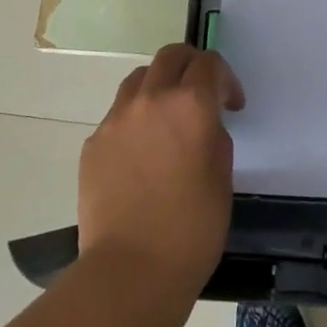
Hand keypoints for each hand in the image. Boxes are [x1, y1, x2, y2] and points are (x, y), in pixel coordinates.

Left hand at [78, 44, 242, 302]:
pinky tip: (142, 153)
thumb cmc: (192, 227)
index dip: (226, 79)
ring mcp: (116, 119)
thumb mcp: (222, 175)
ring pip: (140, 79)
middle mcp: (151, 99)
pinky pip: (118, 114)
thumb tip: (202, 123)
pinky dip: (135, 118)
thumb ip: (213, 134)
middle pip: (171, 56)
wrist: (131, 270)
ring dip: (160, 86)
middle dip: (191, 66)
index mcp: (190, 104)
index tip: (232, 106)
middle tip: (202, 93)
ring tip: (167, 118)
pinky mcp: (94, 143)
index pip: (209, 63)